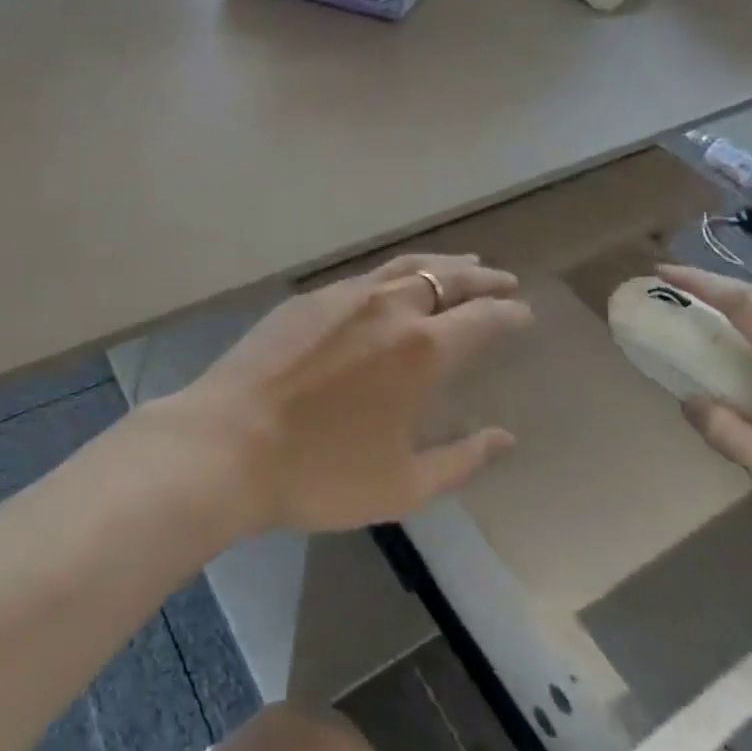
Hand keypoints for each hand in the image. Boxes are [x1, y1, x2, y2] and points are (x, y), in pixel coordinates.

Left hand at [174, 254, 531, 534]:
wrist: (227, 443)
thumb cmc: (320, 472)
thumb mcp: (403, 485)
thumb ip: (462, 459)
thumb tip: (505, 439)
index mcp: (422, 349)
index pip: (482, 319)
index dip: (509, 314)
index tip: (523, 314)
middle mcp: (389, 308)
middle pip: (448, 280)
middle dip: (482, 279)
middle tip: (503, 281)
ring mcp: (344, 296)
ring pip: (406, 267)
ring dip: (441, 265)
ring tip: (462, 265)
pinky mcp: (308, 299)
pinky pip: (367, 275)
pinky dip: (396, 273)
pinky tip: (395, 284)